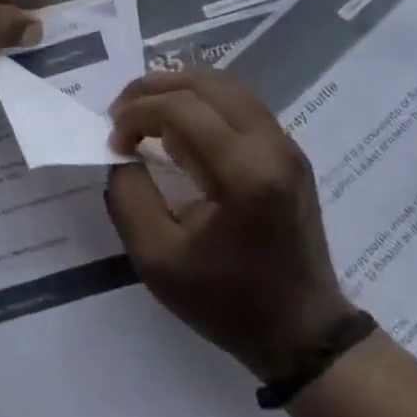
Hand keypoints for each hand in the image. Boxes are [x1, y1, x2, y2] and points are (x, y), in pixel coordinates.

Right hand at [105, 69, 354, 384]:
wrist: (303, 334)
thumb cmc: (227, 302)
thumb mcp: (156, 259)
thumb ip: (128, 197)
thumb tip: (123, 154)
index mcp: (244, 173)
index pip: (181, 108)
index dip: (137, 113)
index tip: (114, 142)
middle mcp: (271, 146)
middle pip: (206, 82)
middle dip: (154, 87)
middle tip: (121, 112)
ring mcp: (286, 146)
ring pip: (226, 85)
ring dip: (178, 90)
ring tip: (145, 113)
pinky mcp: (289, 153)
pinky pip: (240, 104)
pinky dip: (201, 102)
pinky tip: (177, 128)